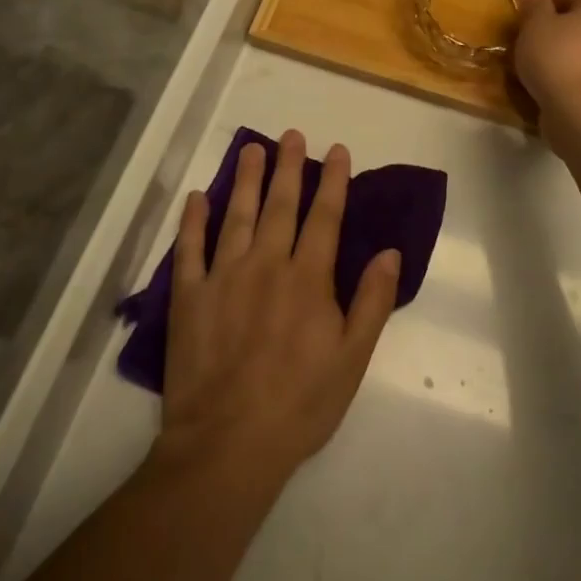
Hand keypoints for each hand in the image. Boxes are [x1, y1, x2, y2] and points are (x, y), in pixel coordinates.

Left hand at [155, 131, 400, 488]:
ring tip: (252, 148)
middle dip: (289, 167)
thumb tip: (390, 251)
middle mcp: (266, 265)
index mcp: (307, 278)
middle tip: (292, 135)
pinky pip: (190, 249)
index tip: (337, 150)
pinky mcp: (189, 297)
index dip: (333, 181)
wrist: (227, 446)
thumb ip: (372, 302)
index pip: (325, 217)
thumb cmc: (299, 405)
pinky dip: (193, 220)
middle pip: (280, 205)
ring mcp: (224, 277)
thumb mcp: (352, 359)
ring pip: (237, 215)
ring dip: (247, 180)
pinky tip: (199, 197)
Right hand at [514, 0, 580, 129]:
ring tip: (539, 71)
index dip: (540, 10)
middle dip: (557, 32)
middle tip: (529, 47)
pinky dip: (576, 76)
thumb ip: (535, 6)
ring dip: (567, 56)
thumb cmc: (559, 58)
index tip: (523, 27)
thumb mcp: (534, 26)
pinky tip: (556, 88)